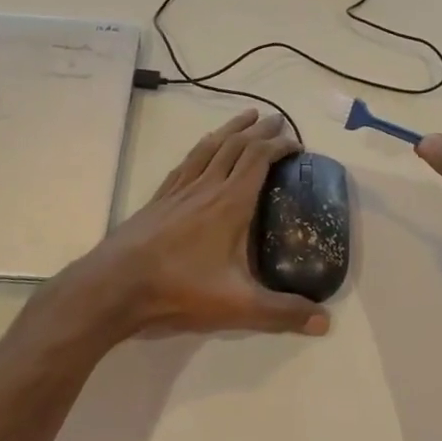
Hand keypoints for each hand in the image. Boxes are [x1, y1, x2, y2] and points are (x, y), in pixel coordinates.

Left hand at [38, 110, 329, 348]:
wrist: (116, 285)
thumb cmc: (179, 289)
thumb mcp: (238, 307)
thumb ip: (282, 313)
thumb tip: (325, 323)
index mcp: (230, 203)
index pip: (258, 159)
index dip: (279, 146)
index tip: (296, 144)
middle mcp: (206, 187)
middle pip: (235, 146)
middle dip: (259, 130)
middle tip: (277, 120)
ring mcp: (179, 190)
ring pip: (209, 147)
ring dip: (230, 129)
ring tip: (245, 117)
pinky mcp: (159, 199)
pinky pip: (186, 162)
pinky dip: (201, 148)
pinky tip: (202, 149)